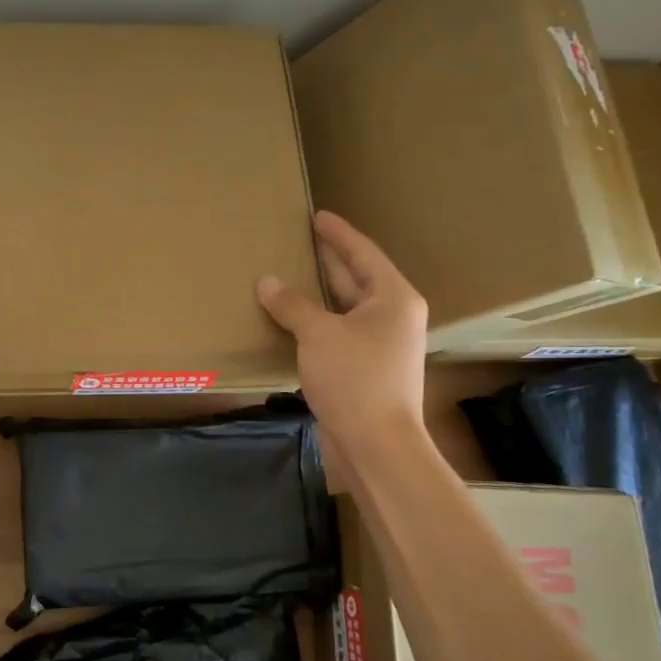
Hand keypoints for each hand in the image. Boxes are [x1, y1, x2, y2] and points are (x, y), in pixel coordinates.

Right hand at [257, 210, 428, 450]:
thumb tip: (267, 281)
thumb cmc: (355, 379)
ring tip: (292, 272)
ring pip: (346, 307)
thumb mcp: (319, 334)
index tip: (318, 216)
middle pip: (357, 277)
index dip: (338, 234)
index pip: (363, 253)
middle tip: (302, 239)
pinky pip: (338, 331)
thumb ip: (292, 304)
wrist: (377, 444)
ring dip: (320, 292)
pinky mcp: (366, 367)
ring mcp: (380, 343)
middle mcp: (392, 316)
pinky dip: (317, 320)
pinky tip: (293, 317)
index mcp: (393, 298)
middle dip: (330, 259)